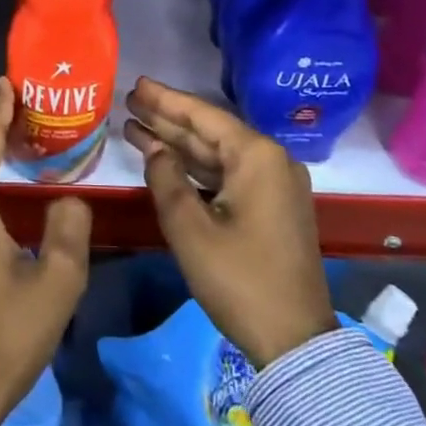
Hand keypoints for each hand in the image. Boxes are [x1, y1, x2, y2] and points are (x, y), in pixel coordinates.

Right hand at [124, 77, 335, 369]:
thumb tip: (154, 149)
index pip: (203, 116)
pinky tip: (166, 161)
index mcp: (257, 157)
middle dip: (168, 118)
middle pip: (210, 131)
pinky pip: (228, 174)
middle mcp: (271, 161)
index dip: (166, 100)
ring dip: (178, 143)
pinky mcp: (272, 207)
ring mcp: (275, 185)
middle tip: (130, 100)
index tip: (137, 85)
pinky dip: (196, 168)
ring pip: (218, 154)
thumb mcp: (191, 230)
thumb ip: (166, 180)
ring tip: (136, 126)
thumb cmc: (240, 280)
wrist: (295, 341)